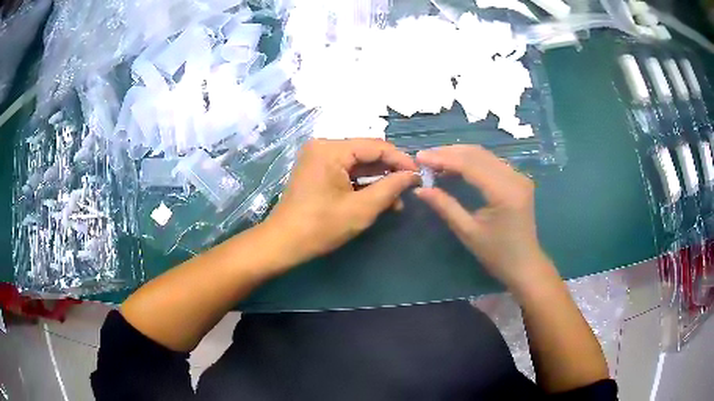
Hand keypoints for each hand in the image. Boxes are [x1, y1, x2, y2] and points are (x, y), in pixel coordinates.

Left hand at [264, 138, 418, 266]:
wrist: (283, 243)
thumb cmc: (320, 227)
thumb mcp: (361, 209)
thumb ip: (391, 188)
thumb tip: (413, 175)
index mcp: (331, 149)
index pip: (376, 146)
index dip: (401, 160)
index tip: (420, 175)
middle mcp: (323, 146)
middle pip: (366, 152)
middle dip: (390, 171)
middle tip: (410, 187)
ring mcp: (318, 157)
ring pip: (358, 163)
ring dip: (378, 179)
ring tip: (398, 199)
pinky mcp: (317, 169)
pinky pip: (346, 171)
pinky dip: (362, 183)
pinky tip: (379, 198)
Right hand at [414, 145, 555, 288]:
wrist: (525, 264)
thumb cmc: (497, 254)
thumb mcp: (468, 232)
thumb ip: (445, 206)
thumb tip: (420, 189)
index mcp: (504, 192)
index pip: (470, 165)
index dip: (443, 158)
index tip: (419, 157)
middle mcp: (515, 178)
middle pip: (478, 154)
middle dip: (449, 152)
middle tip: (424, 157)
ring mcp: (519, 176)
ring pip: (484, 155)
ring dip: (459, 154)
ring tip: (436, 160)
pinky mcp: (518, 179)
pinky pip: (492, 162)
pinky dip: (471, 161)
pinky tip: (456, 166)